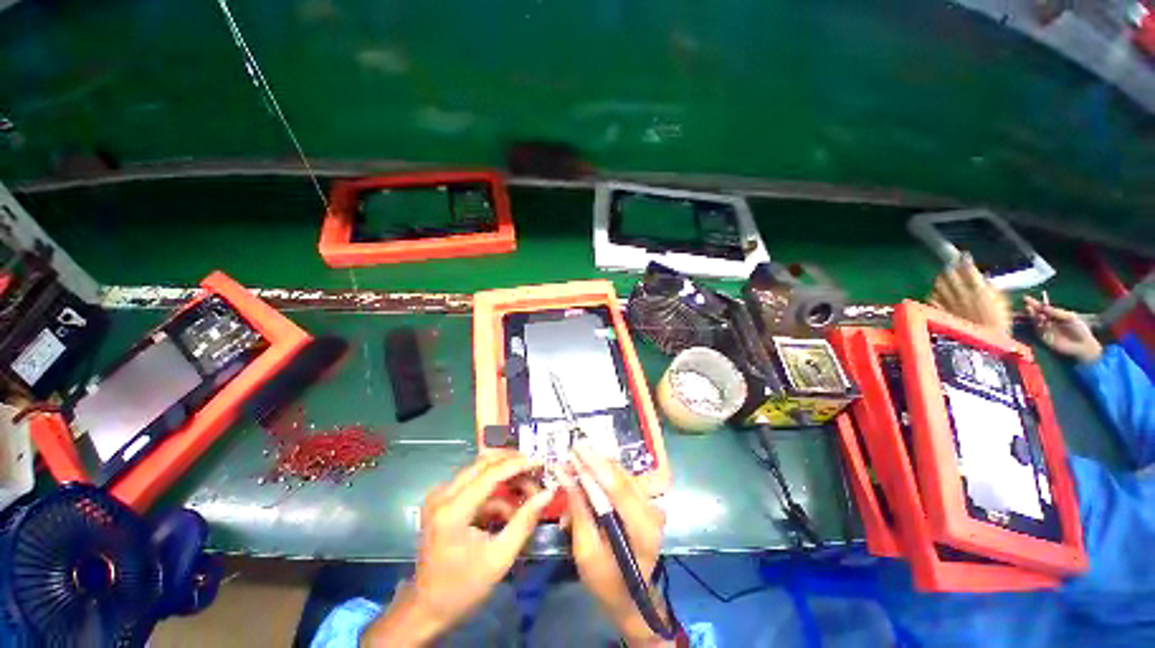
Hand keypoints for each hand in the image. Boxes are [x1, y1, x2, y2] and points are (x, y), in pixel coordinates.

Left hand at [362, 451, 553, 646]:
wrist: (427, 608)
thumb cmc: (463, 588)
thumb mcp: (500, 558)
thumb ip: (525, 521)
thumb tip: (548, 493)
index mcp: (453, 511)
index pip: (490, 474)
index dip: (518, 464)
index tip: (541, 461)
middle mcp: (442, 496)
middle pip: (483, 463)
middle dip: (512, 464)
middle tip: (535, 470)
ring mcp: (440, 497)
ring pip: (479, 470)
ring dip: (505, 476)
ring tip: (527, 490)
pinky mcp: (442, 501)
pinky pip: (474, 484)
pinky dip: (494, 491)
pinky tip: (509, 508)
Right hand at [561, 443, 671, 646]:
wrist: (632, 598)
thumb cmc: (607, 583)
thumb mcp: (586, 553)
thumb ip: (579, 512)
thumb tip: (566, 477)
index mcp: (643, 530)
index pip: (618, 488)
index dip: (596, 464)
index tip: (576, 447)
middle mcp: (652, 511)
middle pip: (620, 477)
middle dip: (592, 463)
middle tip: (568, 456)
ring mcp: (651, 505)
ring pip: (620, 475)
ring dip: (595, 469)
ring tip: (572, 468)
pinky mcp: (645, 502)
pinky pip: (621, 481)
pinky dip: (601, 478)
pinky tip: (585, 480)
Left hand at [928, 254, 1012, 335]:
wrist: (983, 346)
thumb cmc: (998, 327)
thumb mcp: (1002, 306)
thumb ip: (992, 291)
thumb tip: (985, 281)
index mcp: (979, 292)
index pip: (970, 271)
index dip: (966, 262)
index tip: (964, 256)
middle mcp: (961, 295)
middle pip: (950, 276)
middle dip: (950, 269)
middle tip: (951, 267)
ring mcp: (947, 303)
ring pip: (938, 285)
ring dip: (940, 280)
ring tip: (943, 278)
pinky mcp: (938, 312)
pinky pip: (931, 298)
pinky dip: (933, 293)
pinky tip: (935, 293)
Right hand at [1024, 295, 1102, 362]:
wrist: (1082, 345)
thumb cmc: (1079, 329)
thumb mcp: (1070, 318)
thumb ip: (1057, 312)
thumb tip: (1044, 307)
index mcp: (1054, 315)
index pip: (1043, 308)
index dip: (1035, 303)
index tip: (1026, 298)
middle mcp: (1048, 321)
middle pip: (1036, 314)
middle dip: (1031, 310)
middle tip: (1027, 305)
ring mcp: (1045, 330)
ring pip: (1036, 322)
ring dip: (1034, 317)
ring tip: (1035, 313)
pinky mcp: (1044, 338)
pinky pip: (1039, 331)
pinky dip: (1040, 326)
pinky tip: (1043, 323)